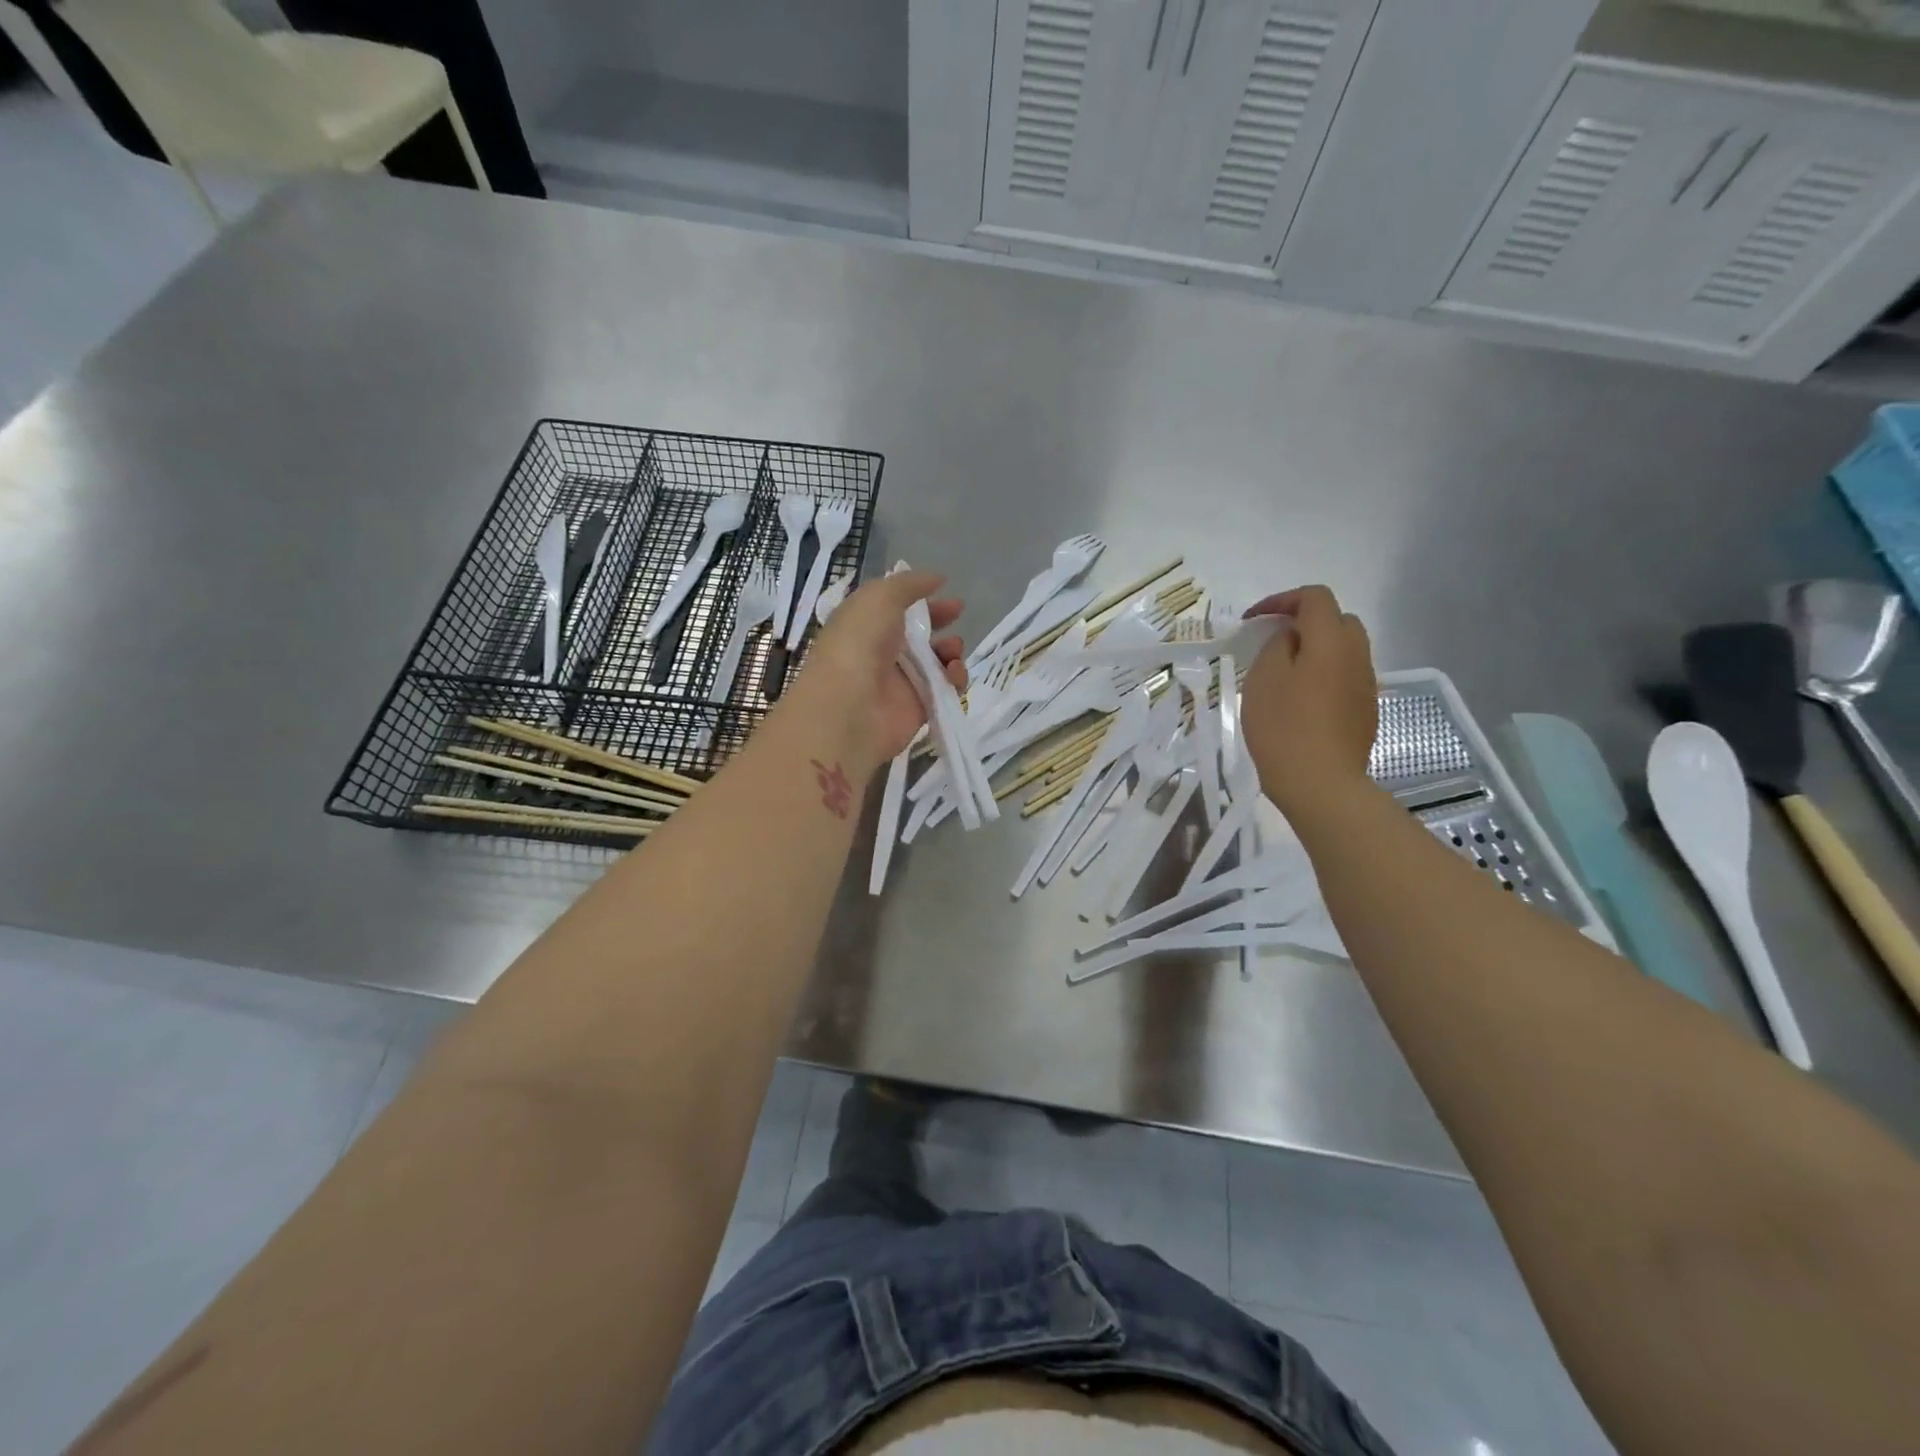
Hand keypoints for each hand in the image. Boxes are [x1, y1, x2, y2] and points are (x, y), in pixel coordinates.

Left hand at [796, 570, 965, 764]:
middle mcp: (881, 651)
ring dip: (951, 650)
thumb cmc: (859, 643)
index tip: (947, 591)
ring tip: (953, 650)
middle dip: (941, 621)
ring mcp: (900, 681)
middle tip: (958, 614)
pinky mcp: (918, 707)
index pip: (897, 606)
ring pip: (936, 661)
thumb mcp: (880, 597)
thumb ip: (909, 584)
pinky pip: (945, 689)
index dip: (922, 598)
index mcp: (865, 623)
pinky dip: (955, 679)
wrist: (850, 707)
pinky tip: (954, 673)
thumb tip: (937, 579)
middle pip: (919, 633)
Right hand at [1240, 585, 1377, 816]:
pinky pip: (1345, 677)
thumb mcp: (1264, 677)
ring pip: (1344, 650)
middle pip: (1338, 620)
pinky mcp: (1365, 710)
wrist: (1320, 783)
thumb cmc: (1283, 726)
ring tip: (1285, 670)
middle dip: (1305, 621)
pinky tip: (1302, 700)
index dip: (1282, 599)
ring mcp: (1366, 684)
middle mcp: (1357, 655)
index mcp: (1331, 641)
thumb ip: (1278, 644)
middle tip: (1273, 640)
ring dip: (1316, 649)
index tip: (1253, 619)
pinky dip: (1324, 674)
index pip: (1315, 598)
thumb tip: (1292, 636)